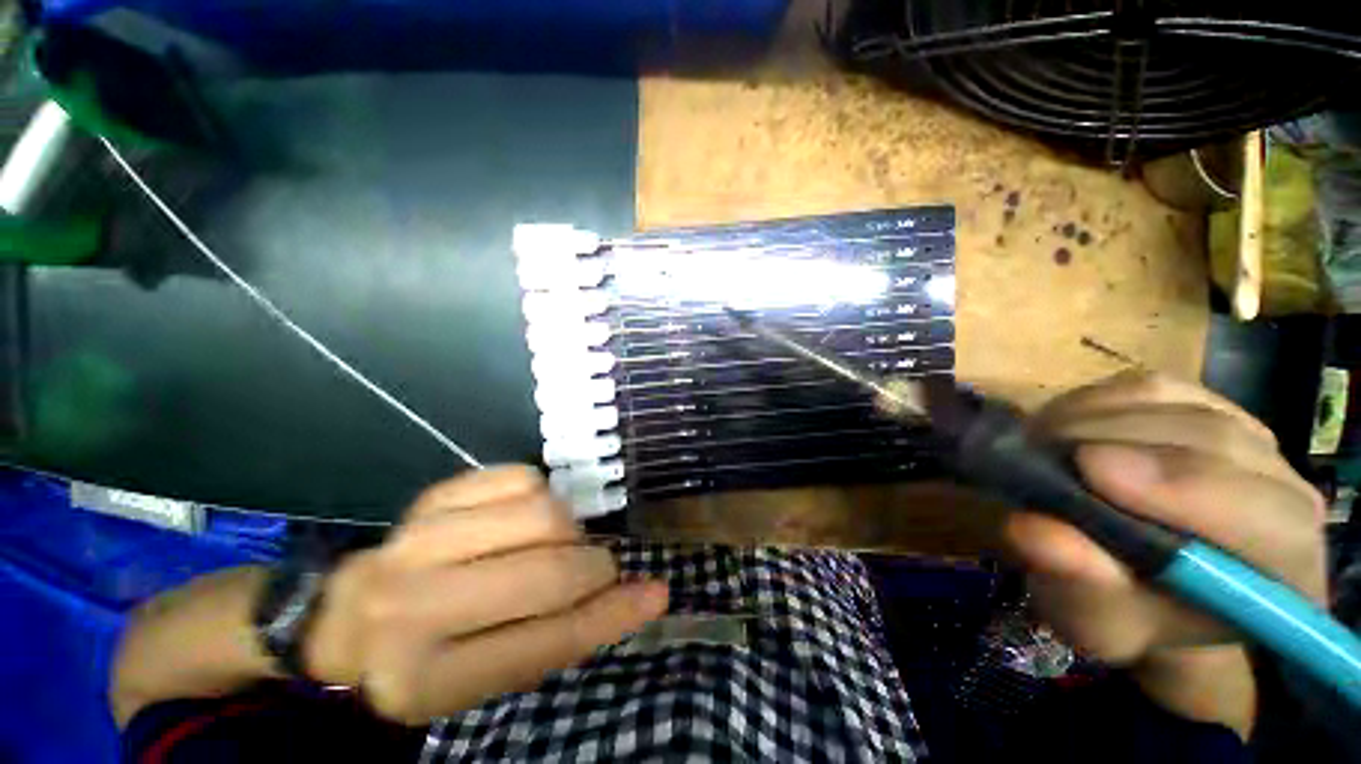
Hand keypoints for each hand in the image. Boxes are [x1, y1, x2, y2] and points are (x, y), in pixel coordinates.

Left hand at [304, 466, 668, 724]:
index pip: (545, 643)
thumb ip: (565, 635)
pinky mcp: (433, 497)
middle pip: (550, 571)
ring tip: (552, 544)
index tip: (655, 593)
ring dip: (568, 530)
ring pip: (543, 512)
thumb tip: (643, 593)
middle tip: (593, 569)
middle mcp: (414, 606)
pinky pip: (521, 477)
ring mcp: (419, 540)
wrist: (348, 618)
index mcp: (428, 677)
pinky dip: (540, 495)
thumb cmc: (429, 658)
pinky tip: (523, 517)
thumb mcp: (490, 675)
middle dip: (593, 568)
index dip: (611, 615)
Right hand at [1002, 372, 1327, 734]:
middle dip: (1113, 443)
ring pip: (1174, 403)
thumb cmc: (1124, 614)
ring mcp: (1246, 437)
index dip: (1181, 487)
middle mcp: (1284, 491)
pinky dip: (1092, 401)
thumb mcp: (1095, 621)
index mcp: (1284, 569)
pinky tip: (1062, 429)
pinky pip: (1147, 385)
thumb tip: (1032, 531)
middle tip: (1035, 456)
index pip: (1264, 515)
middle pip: (1212, 441)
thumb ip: (1081, 587)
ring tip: (1040, 448)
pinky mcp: (1201, 405)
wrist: (1136, 584)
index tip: (1089, 470)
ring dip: (1091, 419)